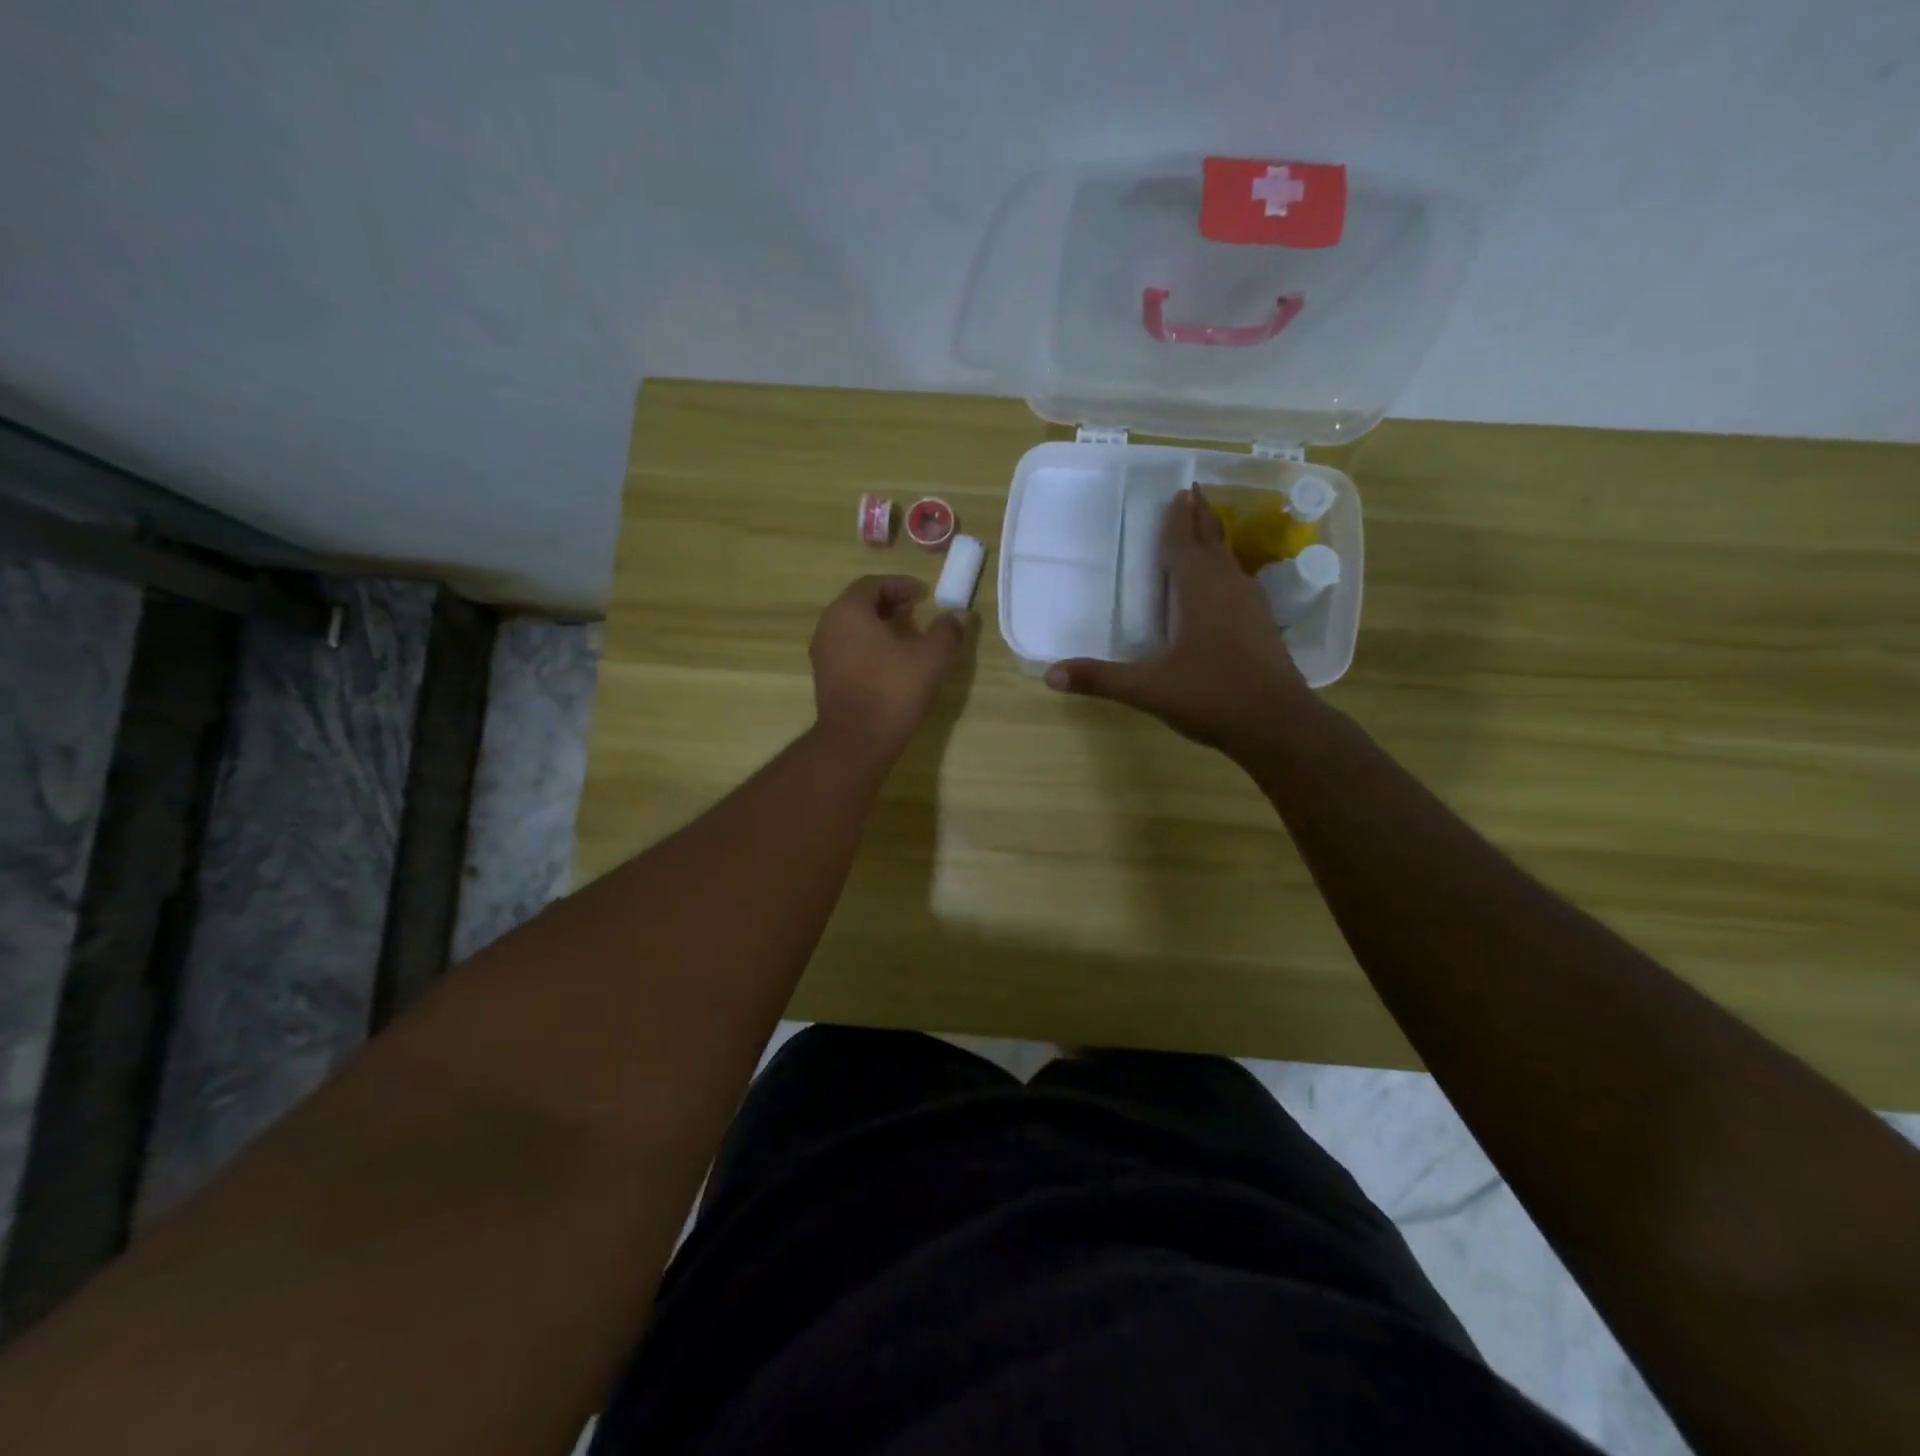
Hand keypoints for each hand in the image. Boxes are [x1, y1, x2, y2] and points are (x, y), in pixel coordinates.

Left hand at [810, 576, 968, 762]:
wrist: (856, 740)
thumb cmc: (893, 690)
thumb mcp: (931, 658)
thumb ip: (947, 631)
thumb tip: (961, 614)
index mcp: (849, 611)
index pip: (873, 584)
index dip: (901, 585)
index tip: (924, 593)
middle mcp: (828, 625)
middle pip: (860, 603)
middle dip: (890, 602)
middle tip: (917, 610)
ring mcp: (822, 652)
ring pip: (853, 626)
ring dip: (879, 624)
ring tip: (907, 635)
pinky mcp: (824, 676)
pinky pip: (847, 647)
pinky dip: (868, 643)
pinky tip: (890, 660)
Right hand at [1046, 487, 1313, 753]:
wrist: (1278, 724)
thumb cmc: (1210, 697)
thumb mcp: (1147, 689)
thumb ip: (1100, 679)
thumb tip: (1050, 676)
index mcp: (1198, 590)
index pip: (1183, 543)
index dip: (1177, 518)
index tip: (1179, 490)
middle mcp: (1227, 587)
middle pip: (1211, 542)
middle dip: (1199, 518)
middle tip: (1192, 493)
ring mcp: (1251, 606)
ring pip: (1229, 562)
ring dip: (1215, 543)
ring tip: (1204, 531)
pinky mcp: (1264, 626)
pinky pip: (1240, 583)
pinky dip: (1226, 572)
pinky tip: (1225, 586)